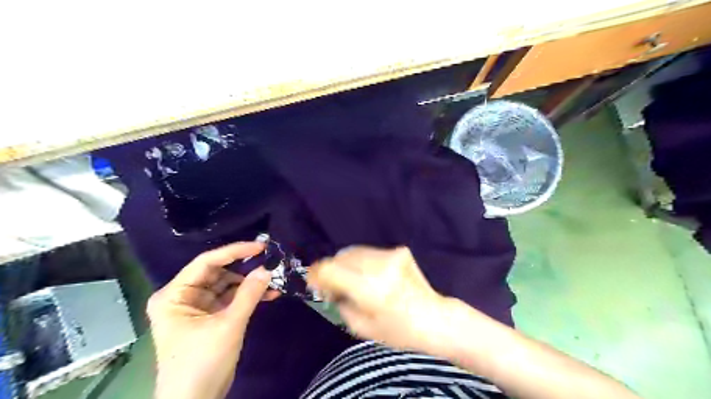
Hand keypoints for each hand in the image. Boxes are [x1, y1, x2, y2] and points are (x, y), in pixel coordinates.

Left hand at [147, 240, 277, 398]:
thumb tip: (267, 268)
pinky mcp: (211, 317)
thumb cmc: (202, 362)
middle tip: (270, 260)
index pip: (206, 262)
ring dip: (250, 283)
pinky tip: (270, 294)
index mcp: (175, 295)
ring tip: (274, 278)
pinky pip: (232, 299)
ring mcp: (198, 307)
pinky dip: (249, 296)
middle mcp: (184, 296)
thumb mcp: (228, 325)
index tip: (260, 246)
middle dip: (245, 268)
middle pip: (218, 272)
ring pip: (228, 285)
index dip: (234, 251)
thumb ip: (249, 294)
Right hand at [306, 246, 447, 351]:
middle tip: (331, 284)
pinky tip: (369, 275)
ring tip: (350, 279)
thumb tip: (327, 287)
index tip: (312, 281)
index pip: (331, 269)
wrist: (434, 318)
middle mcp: (379, 266)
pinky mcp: (399, 250)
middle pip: (341, 257)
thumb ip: (339, 304)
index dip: (316, 273)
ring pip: (354, 251)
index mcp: (369, 289)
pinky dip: (362, 262)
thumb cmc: (398, 331)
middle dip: (331, 269)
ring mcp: (391, 255)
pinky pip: (370, 253)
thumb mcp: (361, 328)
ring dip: (346, 264)